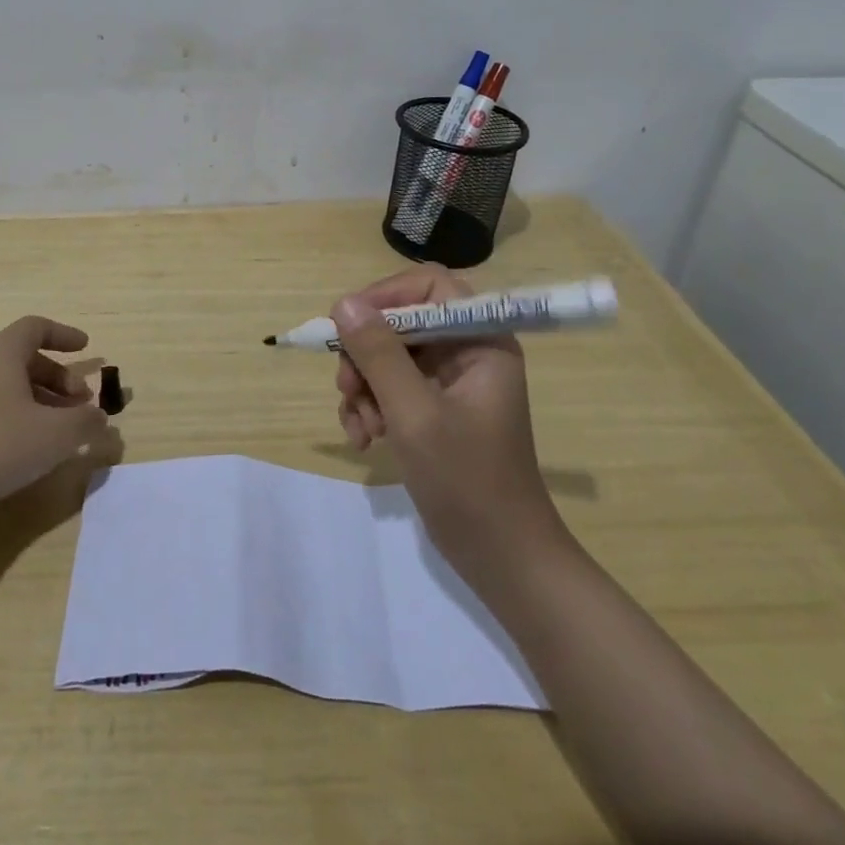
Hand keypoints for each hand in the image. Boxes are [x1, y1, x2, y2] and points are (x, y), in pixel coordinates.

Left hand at [0, 315, 118, 516]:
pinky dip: (23, 415)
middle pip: (26, 358)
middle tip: (82, 402)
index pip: (35, 327)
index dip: (64, 334)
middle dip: (60, 377)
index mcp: (1, 354)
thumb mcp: (56, 434)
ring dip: (44, 399)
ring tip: (64, 429)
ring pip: (12, 385)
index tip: (86, 348)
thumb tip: (100, 416)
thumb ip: (86, 421)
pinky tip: (34, 447)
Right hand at [333, 265, 562, 570]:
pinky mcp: (433, 410)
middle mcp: (466, 352)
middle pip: (400, 322)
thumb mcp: (415, 414)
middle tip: (347, 388)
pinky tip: (364, 440)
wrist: (501, 559)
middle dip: (366, 355)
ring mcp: (449, 383)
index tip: (349, 324)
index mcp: (480, 340)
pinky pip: (389, 389)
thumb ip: (379, 354)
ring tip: (362, 428)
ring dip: (364, 388)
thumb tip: (343, 303)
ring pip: (388, 357)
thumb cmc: (468, 481)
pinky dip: (370, 408)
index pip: (429, 286)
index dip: (386, 296)